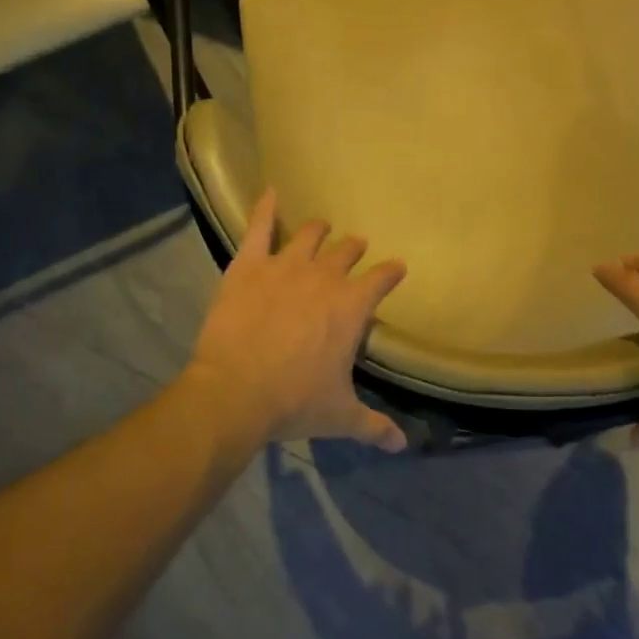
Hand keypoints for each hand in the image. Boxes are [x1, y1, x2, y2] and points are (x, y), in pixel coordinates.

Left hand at [184, 188, 408, 450]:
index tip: (397, 268)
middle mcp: (324, 277)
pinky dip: (265, 208)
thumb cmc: (294, 402)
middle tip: (355, 248)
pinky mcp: (248, 265)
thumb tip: (403, 446)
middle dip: (355, 249)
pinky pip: (258, 227)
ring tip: (321, 226)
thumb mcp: (340, 416)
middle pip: (347, 251)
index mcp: (352, 308)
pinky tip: (270, 192)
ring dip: (319, 230)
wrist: (235, 393)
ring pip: (309, 235)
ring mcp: (285, 266)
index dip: (391, 272)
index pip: (382, 279)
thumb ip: (374, 426)